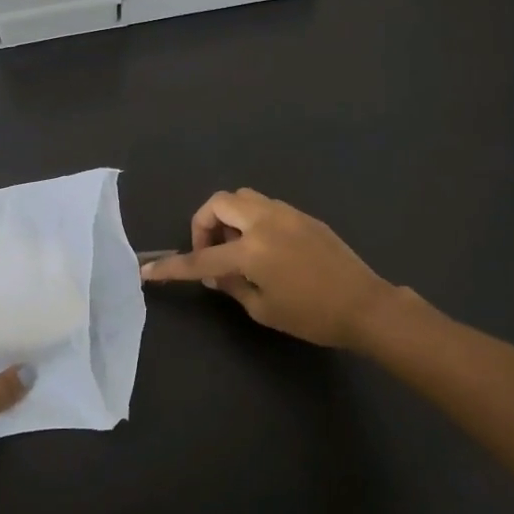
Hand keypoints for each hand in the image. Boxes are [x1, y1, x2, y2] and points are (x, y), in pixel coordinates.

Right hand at [139, 188, 399, 349]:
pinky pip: (264, 206)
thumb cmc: (312, 316)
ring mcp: (285, 213)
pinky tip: (262, 247)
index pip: (201, 258)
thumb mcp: (264, 309)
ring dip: (228, 217)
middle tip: (210, 253)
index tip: (148, 271)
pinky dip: (251, 219)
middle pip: (219, 203)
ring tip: (235, 248)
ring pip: (242, 197)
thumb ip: (233, 286)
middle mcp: (265, 222)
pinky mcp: (302, 215)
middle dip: (203, 225)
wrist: (365, 304)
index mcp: (252, 250)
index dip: (172, 267)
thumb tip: (216, 273)